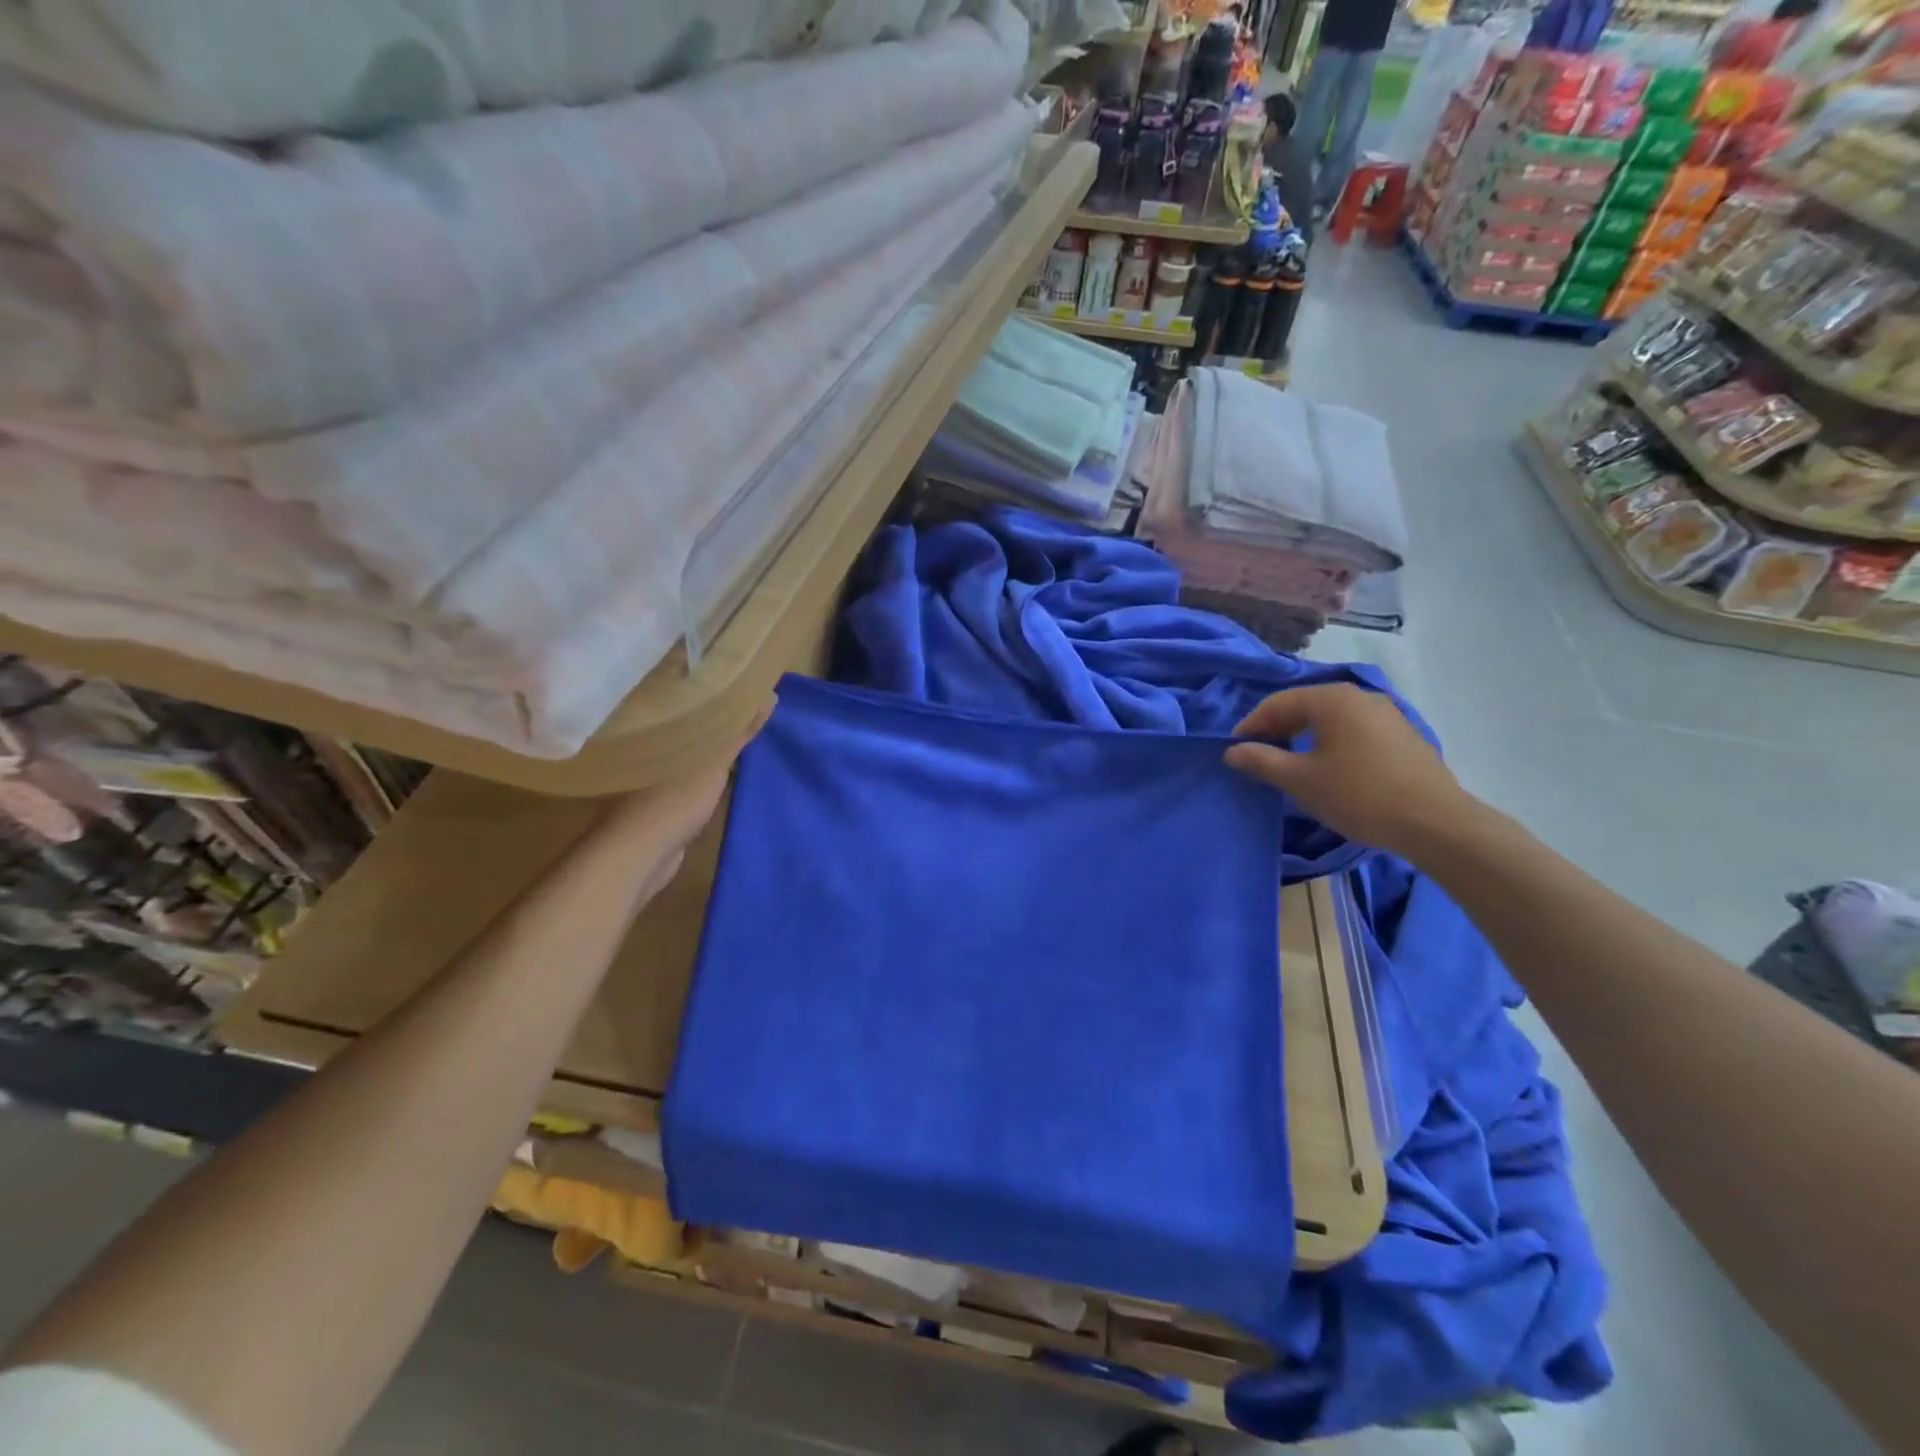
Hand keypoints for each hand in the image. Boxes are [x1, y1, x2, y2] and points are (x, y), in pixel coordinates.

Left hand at [567, 703, 772, 899]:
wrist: (641, 855)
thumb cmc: (674, 799)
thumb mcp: (715, 762)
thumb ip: (739, 731)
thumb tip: (770, 694)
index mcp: (655, 728)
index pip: (689, 697)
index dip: (717, 689)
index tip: (744, 684)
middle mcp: (649, 746)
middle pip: (691, 725)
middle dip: (719, 719)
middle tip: (753, 710)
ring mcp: (653, 776)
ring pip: (692, 752)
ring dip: (715, 748)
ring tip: (748, 738)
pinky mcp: (661, 801)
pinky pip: (692, 777)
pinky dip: (709, 773)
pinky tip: (728, 773)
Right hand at [1224, 684, 1472, 858]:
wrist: (1436, 823)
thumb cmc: (1358, 795)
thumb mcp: (1300, 780)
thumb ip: (1262, 761)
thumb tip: (1232, 751)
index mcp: (1332, 699)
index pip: (1277, 703)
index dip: (1251, 726)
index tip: (1235, 752)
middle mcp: (1360, 696)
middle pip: (1305, 706)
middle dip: (1277, 730)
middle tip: (1260, 759)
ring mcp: (1387, 714)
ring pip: (1331, 720)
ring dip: (1304, 738)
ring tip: (1291, 767)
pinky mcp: (1403, 736)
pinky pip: (1354, 731)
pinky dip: (1332, 744)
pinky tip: (1330, 771)